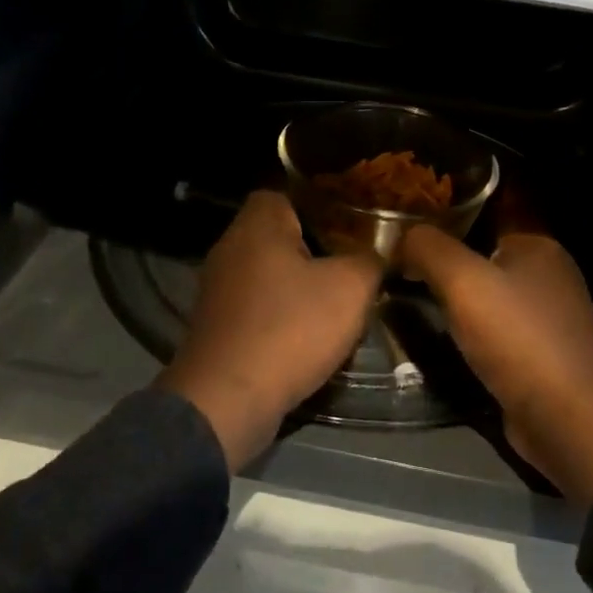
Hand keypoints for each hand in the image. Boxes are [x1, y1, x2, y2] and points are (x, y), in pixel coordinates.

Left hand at [158, 191, 382, 470]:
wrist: (227, 399)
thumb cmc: (290, 329)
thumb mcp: (350, 288)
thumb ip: (369, 260)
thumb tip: (375, 252)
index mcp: (257, 225)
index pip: (286, 193)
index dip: (321, 207)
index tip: (351, 231)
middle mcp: (229, 248)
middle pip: (279, 236)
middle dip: (316, 251)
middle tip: (351, 269)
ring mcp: (217, 289)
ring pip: (269, 274)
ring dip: (299, 288)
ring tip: (335, 306)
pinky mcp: (216, 325)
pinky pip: (257, 308)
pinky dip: (280, 317)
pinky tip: (306, 338)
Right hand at [401, 226, 592, 504]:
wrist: (567, 419)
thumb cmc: (517, 338)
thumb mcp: (463, 281)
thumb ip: (428, 248)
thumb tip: (401, 234)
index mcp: (538, 245)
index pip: (484, 214)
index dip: (443, 217)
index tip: (401, 225)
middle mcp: (548, 275)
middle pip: (483, 254)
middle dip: (443, 259)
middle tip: (395, 261)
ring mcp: (546, 317)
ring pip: (487, 294)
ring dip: (452, 297)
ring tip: (406, 294)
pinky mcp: (538, 355)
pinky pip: (493, 329)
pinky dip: (467, 329)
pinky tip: (438, 335)